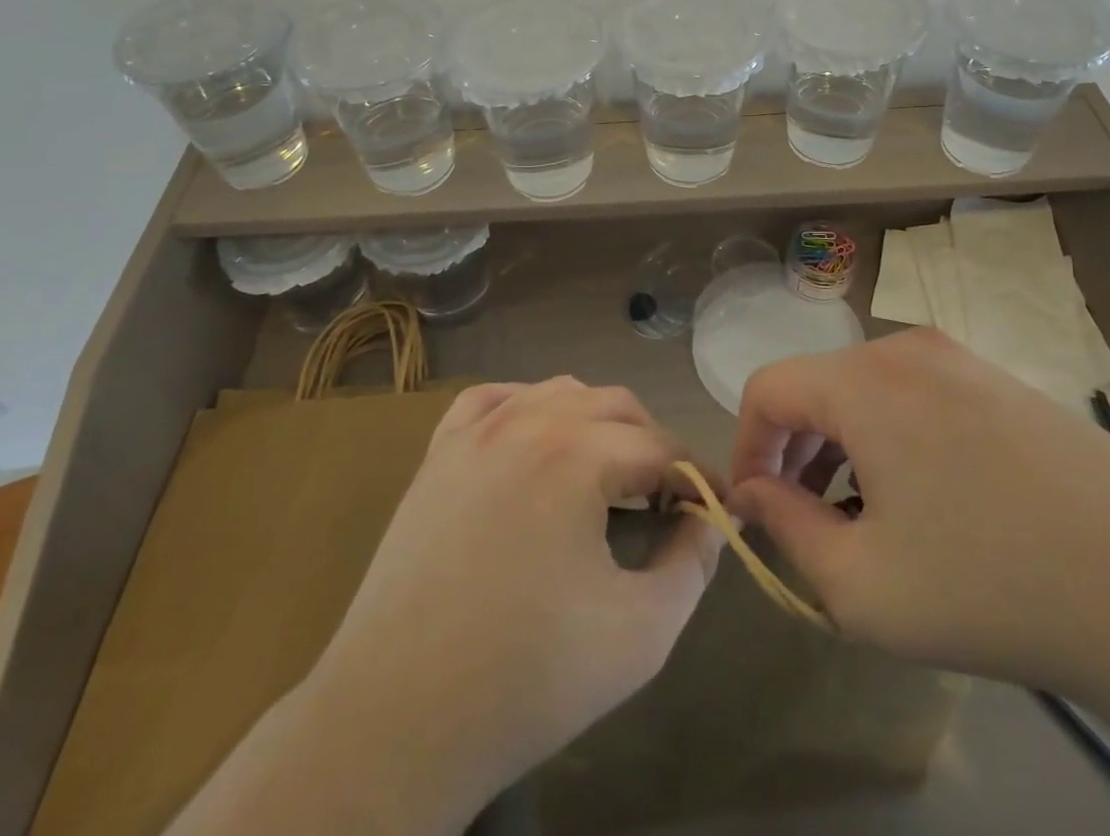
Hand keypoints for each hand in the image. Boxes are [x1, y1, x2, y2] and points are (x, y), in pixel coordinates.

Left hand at [306, 377, 722, 829]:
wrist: (398, 718)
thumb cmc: (528, 677)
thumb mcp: (642, 632)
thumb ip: (692, 564)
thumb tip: (708, 520)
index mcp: (578, 453)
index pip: (661, 448)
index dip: (696, 479)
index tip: (711, 512)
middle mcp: (528, 420)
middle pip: (616, 407)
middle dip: (652, 446)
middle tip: (662, 502)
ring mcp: (475, 431)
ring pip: (558, 392)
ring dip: (596, 424)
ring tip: (607, 477)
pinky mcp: (437, 452)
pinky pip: (494, 400)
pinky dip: (528, 408)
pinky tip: (536, 443)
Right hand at [729, 328, 1109, 705]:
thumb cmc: (991, 589)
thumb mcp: (862, 585)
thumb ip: (786, 528)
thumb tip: (753, 491)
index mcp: (863, 381)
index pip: (766, 389)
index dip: (748, 448)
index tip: (758, 510)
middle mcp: (907, 349)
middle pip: (818, 387)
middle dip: (798, 453)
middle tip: (813, 523)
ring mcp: (963, 360)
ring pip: (868, 392)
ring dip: (847, 447)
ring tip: (870, 519)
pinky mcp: (1004, 382)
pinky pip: (919, 396)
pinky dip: (896, 439)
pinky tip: (933, 503)